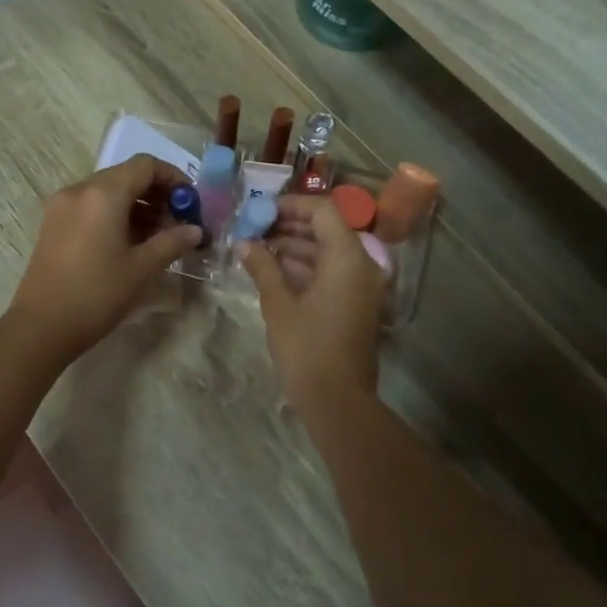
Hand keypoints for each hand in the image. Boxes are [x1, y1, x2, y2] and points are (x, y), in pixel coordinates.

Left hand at [6, 155, 202, 361]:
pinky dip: (114, 215)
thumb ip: (172, 242)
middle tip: (178, 222)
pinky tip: (129, 243)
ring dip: (137, 206)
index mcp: (103, 194)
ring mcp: (62, 206)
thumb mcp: (141, 268)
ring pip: (108, 191)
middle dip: (157, 194)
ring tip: (158, 237)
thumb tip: (195, 230)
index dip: (174, 178)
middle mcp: (79, 190)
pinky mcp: (53, 224)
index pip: (145, 165)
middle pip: (126, 175)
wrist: (41, 327)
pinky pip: (91, 206)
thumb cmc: (96, 294)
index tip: (191, 203)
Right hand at [241, 194, 383, 411]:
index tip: (261, 210)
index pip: (323, 210)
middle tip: (255, 229)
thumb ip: (262, 267)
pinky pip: (333, 272)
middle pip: (327, 229)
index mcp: (347, 257)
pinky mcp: (358, 303)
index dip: (291, 205)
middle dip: (290, 225)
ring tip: (258, 248)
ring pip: (329, 252)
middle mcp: (362, 264)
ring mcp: (363, 285)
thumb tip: (244, 243)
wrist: (338, 401)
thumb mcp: (278, 304)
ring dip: (296, 246)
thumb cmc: (306, 348)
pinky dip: (307, 267)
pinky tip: (275, 270)